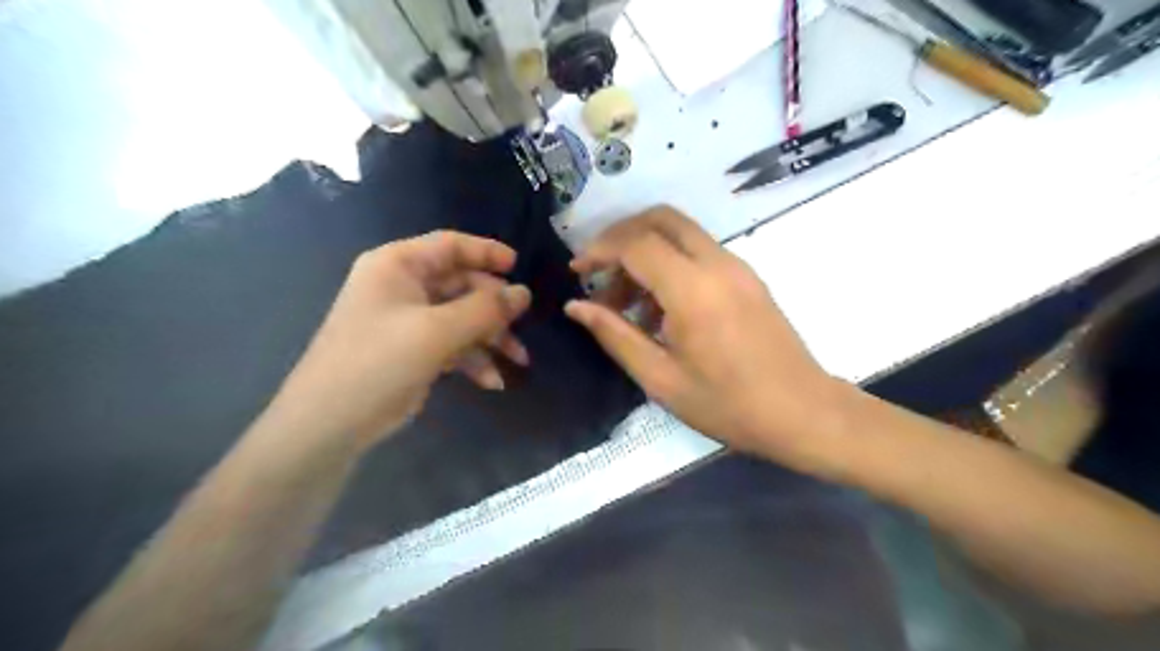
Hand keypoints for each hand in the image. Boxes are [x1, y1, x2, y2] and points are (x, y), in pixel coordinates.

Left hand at [270, 232, 532, 448]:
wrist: (330, 424)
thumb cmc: (379, 362)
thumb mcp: (437, 332)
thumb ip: (485, 309)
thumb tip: (525, 293)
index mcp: (398, 266)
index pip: (450, 246)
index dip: (487, 253)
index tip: (519, 268)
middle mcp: (402, 287)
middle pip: (461, 285)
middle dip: (494, 309)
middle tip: (522, 327)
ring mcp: (407, 321)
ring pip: (461, 318)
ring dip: (490, 338)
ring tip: (518, 361)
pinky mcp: (413, 351)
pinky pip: (453, 344)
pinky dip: (473, 359)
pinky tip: (492, 382)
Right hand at [567, 205, 850, 470]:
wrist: (803, 412)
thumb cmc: (728, 405)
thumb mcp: (661, 379)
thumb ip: (615, 335)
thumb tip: (577, 307)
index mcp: (693, 291)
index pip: (636, 244)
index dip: (599, 250)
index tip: (577, 272)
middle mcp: (717, 264)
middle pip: (661, 218)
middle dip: (621, 235)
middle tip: (598, 270)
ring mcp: (737, 266)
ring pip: (680, 232)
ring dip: (645, 251)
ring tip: (625, 303)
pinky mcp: (747, 276)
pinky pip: (698, 251)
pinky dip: (668, 263)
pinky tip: (658, 308)